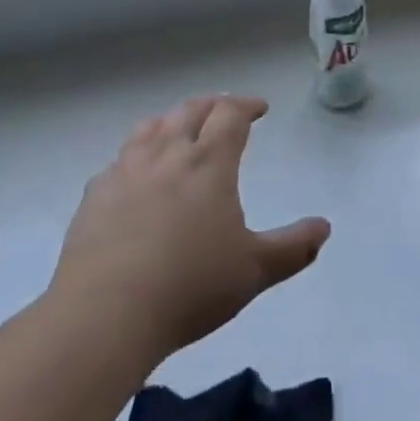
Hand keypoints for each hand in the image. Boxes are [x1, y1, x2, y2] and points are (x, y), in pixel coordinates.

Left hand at [47, 96, 330, 366]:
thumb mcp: (254, 271)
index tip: (259, 108)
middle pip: (190, 110)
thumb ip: (293, 248)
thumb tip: (324, 228)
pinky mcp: (95, 195)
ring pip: (150, 126)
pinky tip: (135, 175)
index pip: (230, 114)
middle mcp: (167, 154)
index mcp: (209, 163)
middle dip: (213, 105)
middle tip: (224, 111)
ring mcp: (126, 171)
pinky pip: (118, 160)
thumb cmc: (189, 287)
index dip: (247, 105)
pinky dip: (135, 155)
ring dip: (172, 120)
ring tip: (179, 129)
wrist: (105, 315)